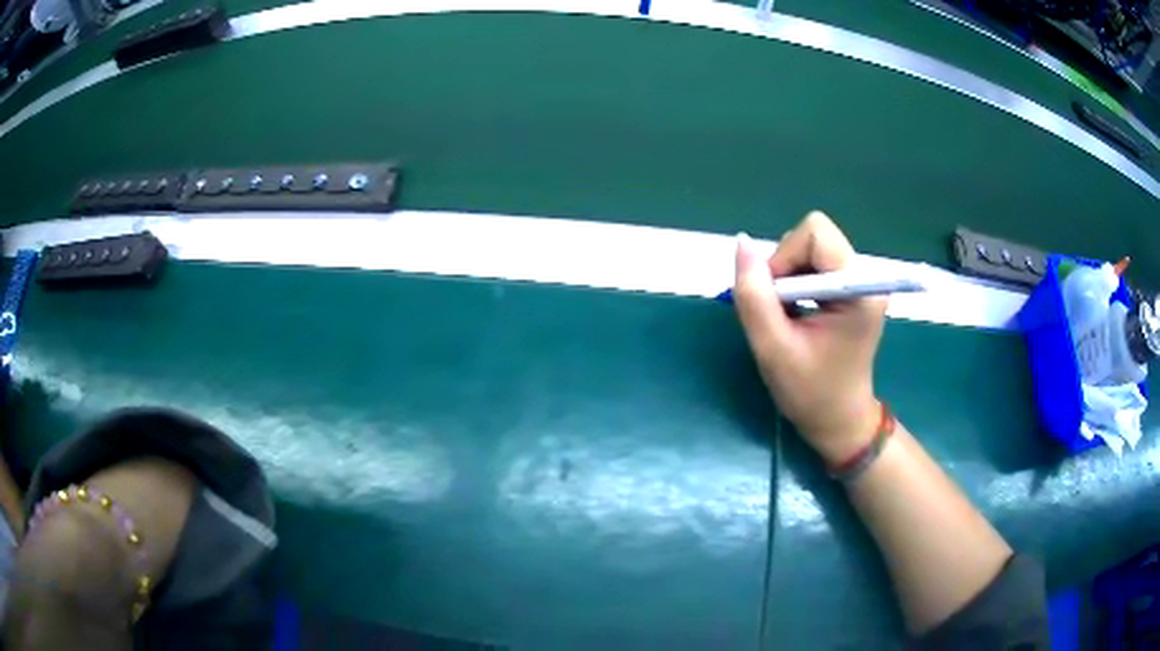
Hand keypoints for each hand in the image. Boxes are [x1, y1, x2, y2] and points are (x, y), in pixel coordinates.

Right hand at [732, 212, 886, 464]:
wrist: (838, 421)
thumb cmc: (809, 392)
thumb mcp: (772, 348)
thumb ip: (753, 295)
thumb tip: (741, 243)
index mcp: (858, 289)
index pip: (816, 233)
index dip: (785, 257)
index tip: (775, 298)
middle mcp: (865, 277)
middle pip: (814, 237)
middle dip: (786, 266)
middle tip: (780, 309)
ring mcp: (860, 282)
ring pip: (811, 248)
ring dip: (789, 276)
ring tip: (789, 316)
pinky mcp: (852, 289)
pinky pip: (816, 263)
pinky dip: (797, 282)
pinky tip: (797, 313)